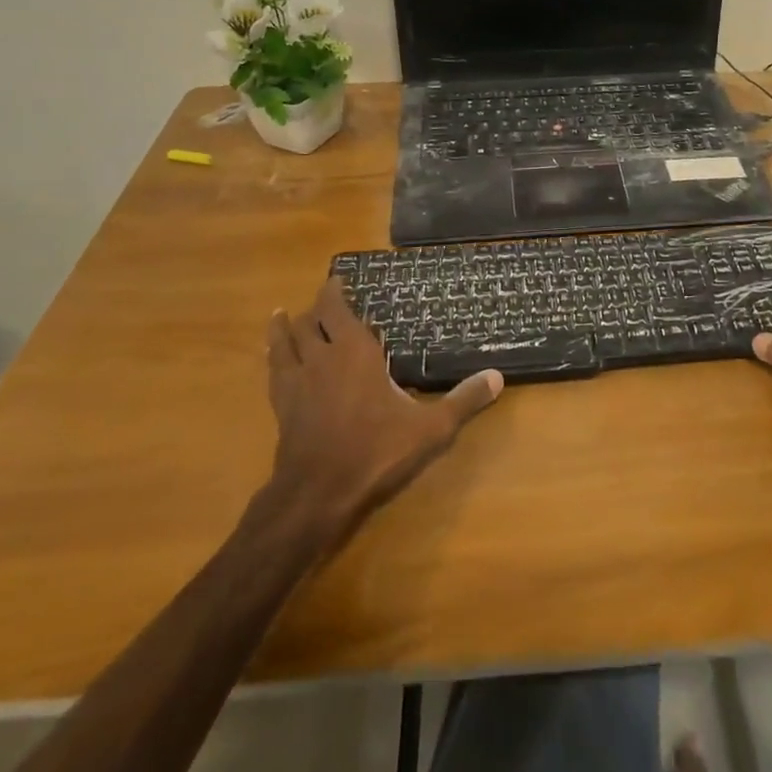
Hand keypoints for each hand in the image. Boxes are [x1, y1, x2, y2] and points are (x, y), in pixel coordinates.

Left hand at [262, 278, 502, 542]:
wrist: (319, 491)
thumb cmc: (377, 450)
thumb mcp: (430, 428)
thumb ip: (463, 400)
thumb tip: (498, 376)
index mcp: (355, 351)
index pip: (336, 308)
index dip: (333, 291)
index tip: (337, 280)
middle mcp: (321, 357)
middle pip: (309, 321)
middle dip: (315, 308)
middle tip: (324, 302)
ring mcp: (296, 381)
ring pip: (284, 341)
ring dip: (286, 327)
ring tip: (284, 316)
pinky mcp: (281, 405)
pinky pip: (274, 369)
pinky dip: (274, 355)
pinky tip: (275, 358)